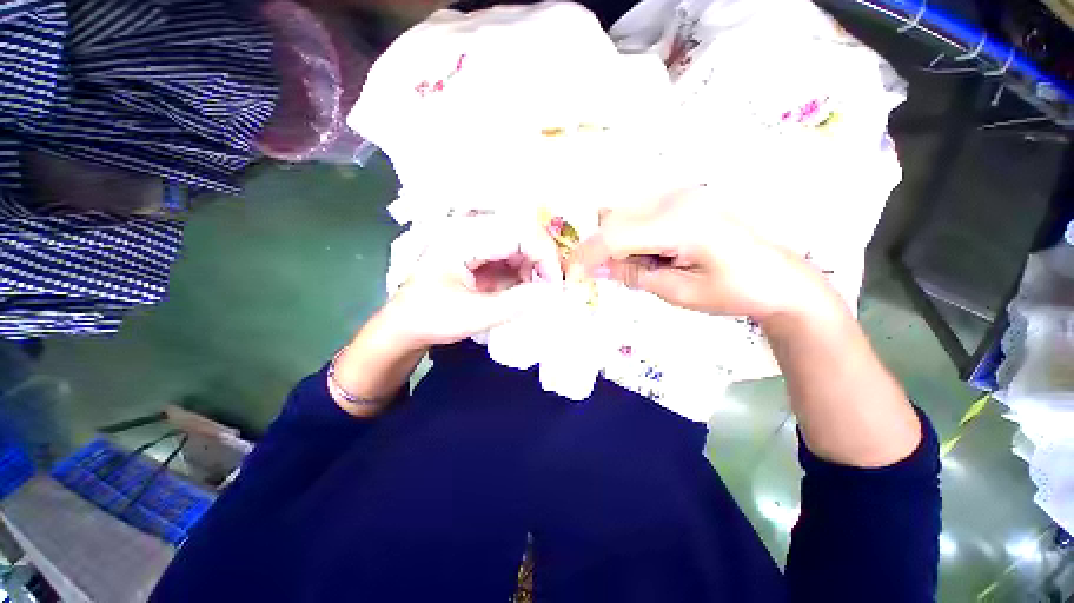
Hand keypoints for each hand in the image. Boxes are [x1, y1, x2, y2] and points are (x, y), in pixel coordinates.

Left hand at [381, 214, 563, 347]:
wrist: (404, 327)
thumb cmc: (430, 319)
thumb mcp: (473, 315)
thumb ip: (516, 303)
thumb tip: (553, 293)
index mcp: (463, 238)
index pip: (518, 231)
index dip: (544, 254)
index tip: (554, 285)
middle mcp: (471, 231)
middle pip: (522, 232)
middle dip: (542, 260)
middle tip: (551, 288)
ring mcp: (475, 242)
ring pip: (520, 244)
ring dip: (534, 267)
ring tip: (538, 292)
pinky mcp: (480, 255)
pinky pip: (512, 256)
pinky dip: (524, 272)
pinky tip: (525, 289)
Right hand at [570, 188, 831, 320]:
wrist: (780, 279)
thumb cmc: (734, 292)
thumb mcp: (677, 292)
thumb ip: (632, 275)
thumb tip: (594, 270)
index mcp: (681, 222)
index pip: (614, 235)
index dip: (585, 256)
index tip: (570, 277)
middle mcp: (676, 198)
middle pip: (612, 219)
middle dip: (600, 250)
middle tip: (608, 278)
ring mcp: (679, 194)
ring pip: (621, 215)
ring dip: (616, 243)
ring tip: (641, 267)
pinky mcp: (681, 199)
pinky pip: (637, 214)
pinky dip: (630, 236)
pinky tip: (650, 254)